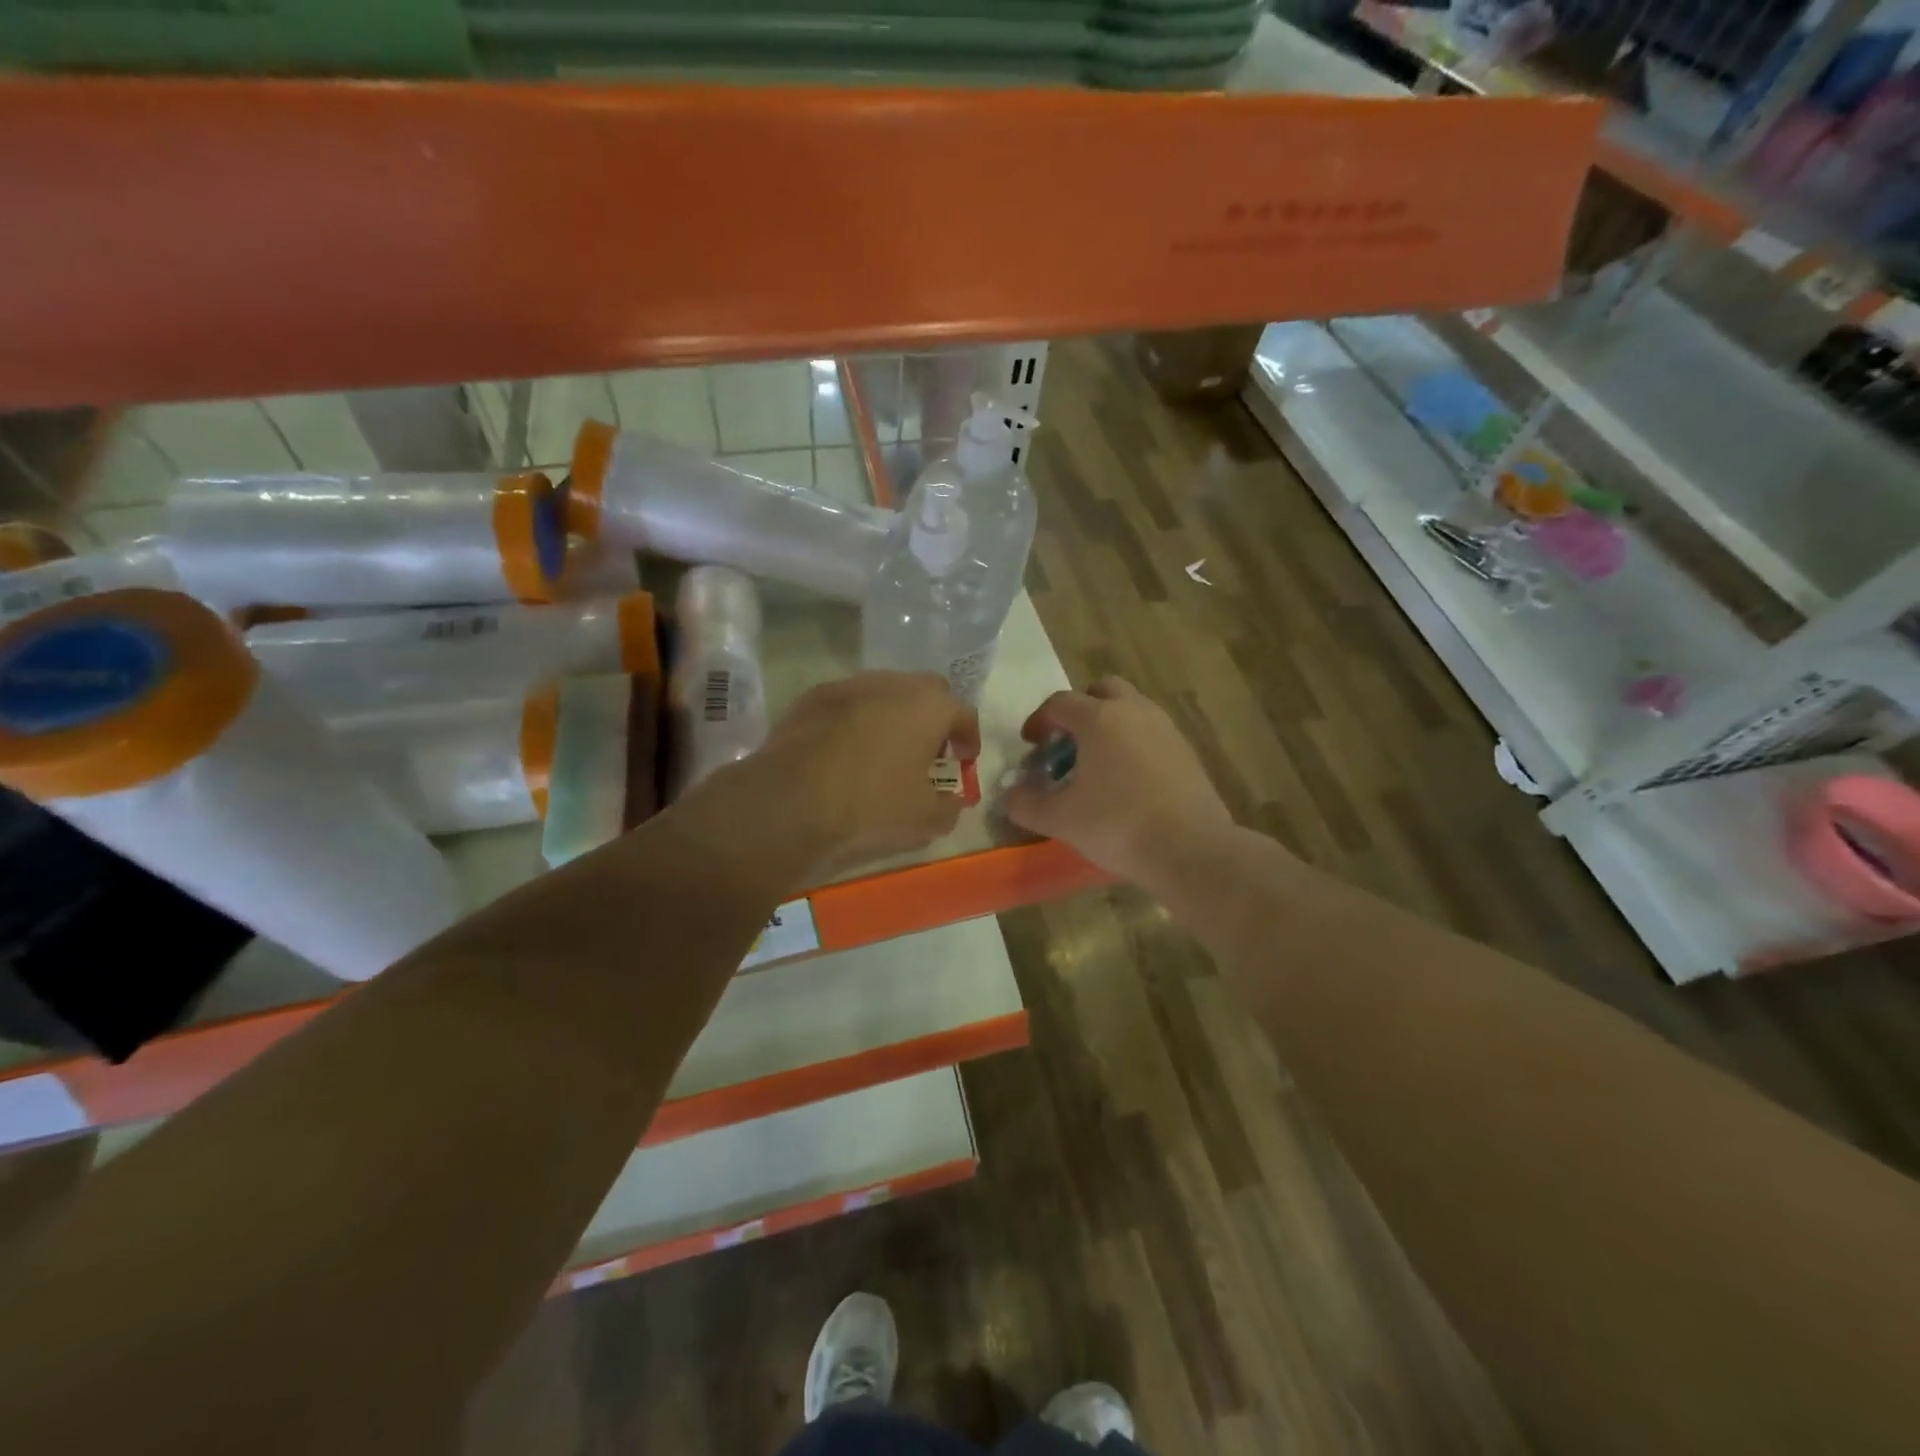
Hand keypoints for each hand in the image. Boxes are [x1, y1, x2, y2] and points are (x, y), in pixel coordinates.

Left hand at [760, 671, 978, 872]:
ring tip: (885, 749)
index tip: (964, 760)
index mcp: (929, 706)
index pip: (964, 713)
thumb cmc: (872, 803)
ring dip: (893, 714)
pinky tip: (846, 750)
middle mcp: (893, 683)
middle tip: (927, 750)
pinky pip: (848, 703)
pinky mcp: (813, 696)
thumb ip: (949, 808)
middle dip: (933, 717)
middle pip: (925, 691)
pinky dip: (856, 719)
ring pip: (884, 691)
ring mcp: (850, 685)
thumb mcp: (924, 819)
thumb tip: (952, 802)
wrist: (792, 798)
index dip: (969, 738)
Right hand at [1003, 677, 1234, 888]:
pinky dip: (1133, 744)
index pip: (1059, 703)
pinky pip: (1151, 733)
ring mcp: (1165, 728)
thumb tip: (1011, 794)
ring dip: (1108, 726)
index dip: (1039, 720)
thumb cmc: (1117, 825)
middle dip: (1079, 710)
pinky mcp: (1186, 750)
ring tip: (1095, 764)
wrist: (1190, 849)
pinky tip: (1126, 781)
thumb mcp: (1059, 819)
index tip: (1030, 744)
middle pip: (1101, 691)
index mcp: (1099, 718)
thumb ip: (1025, 803)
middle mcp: (1134, 711)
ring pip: (1130, 710)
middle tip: (1067, 743)